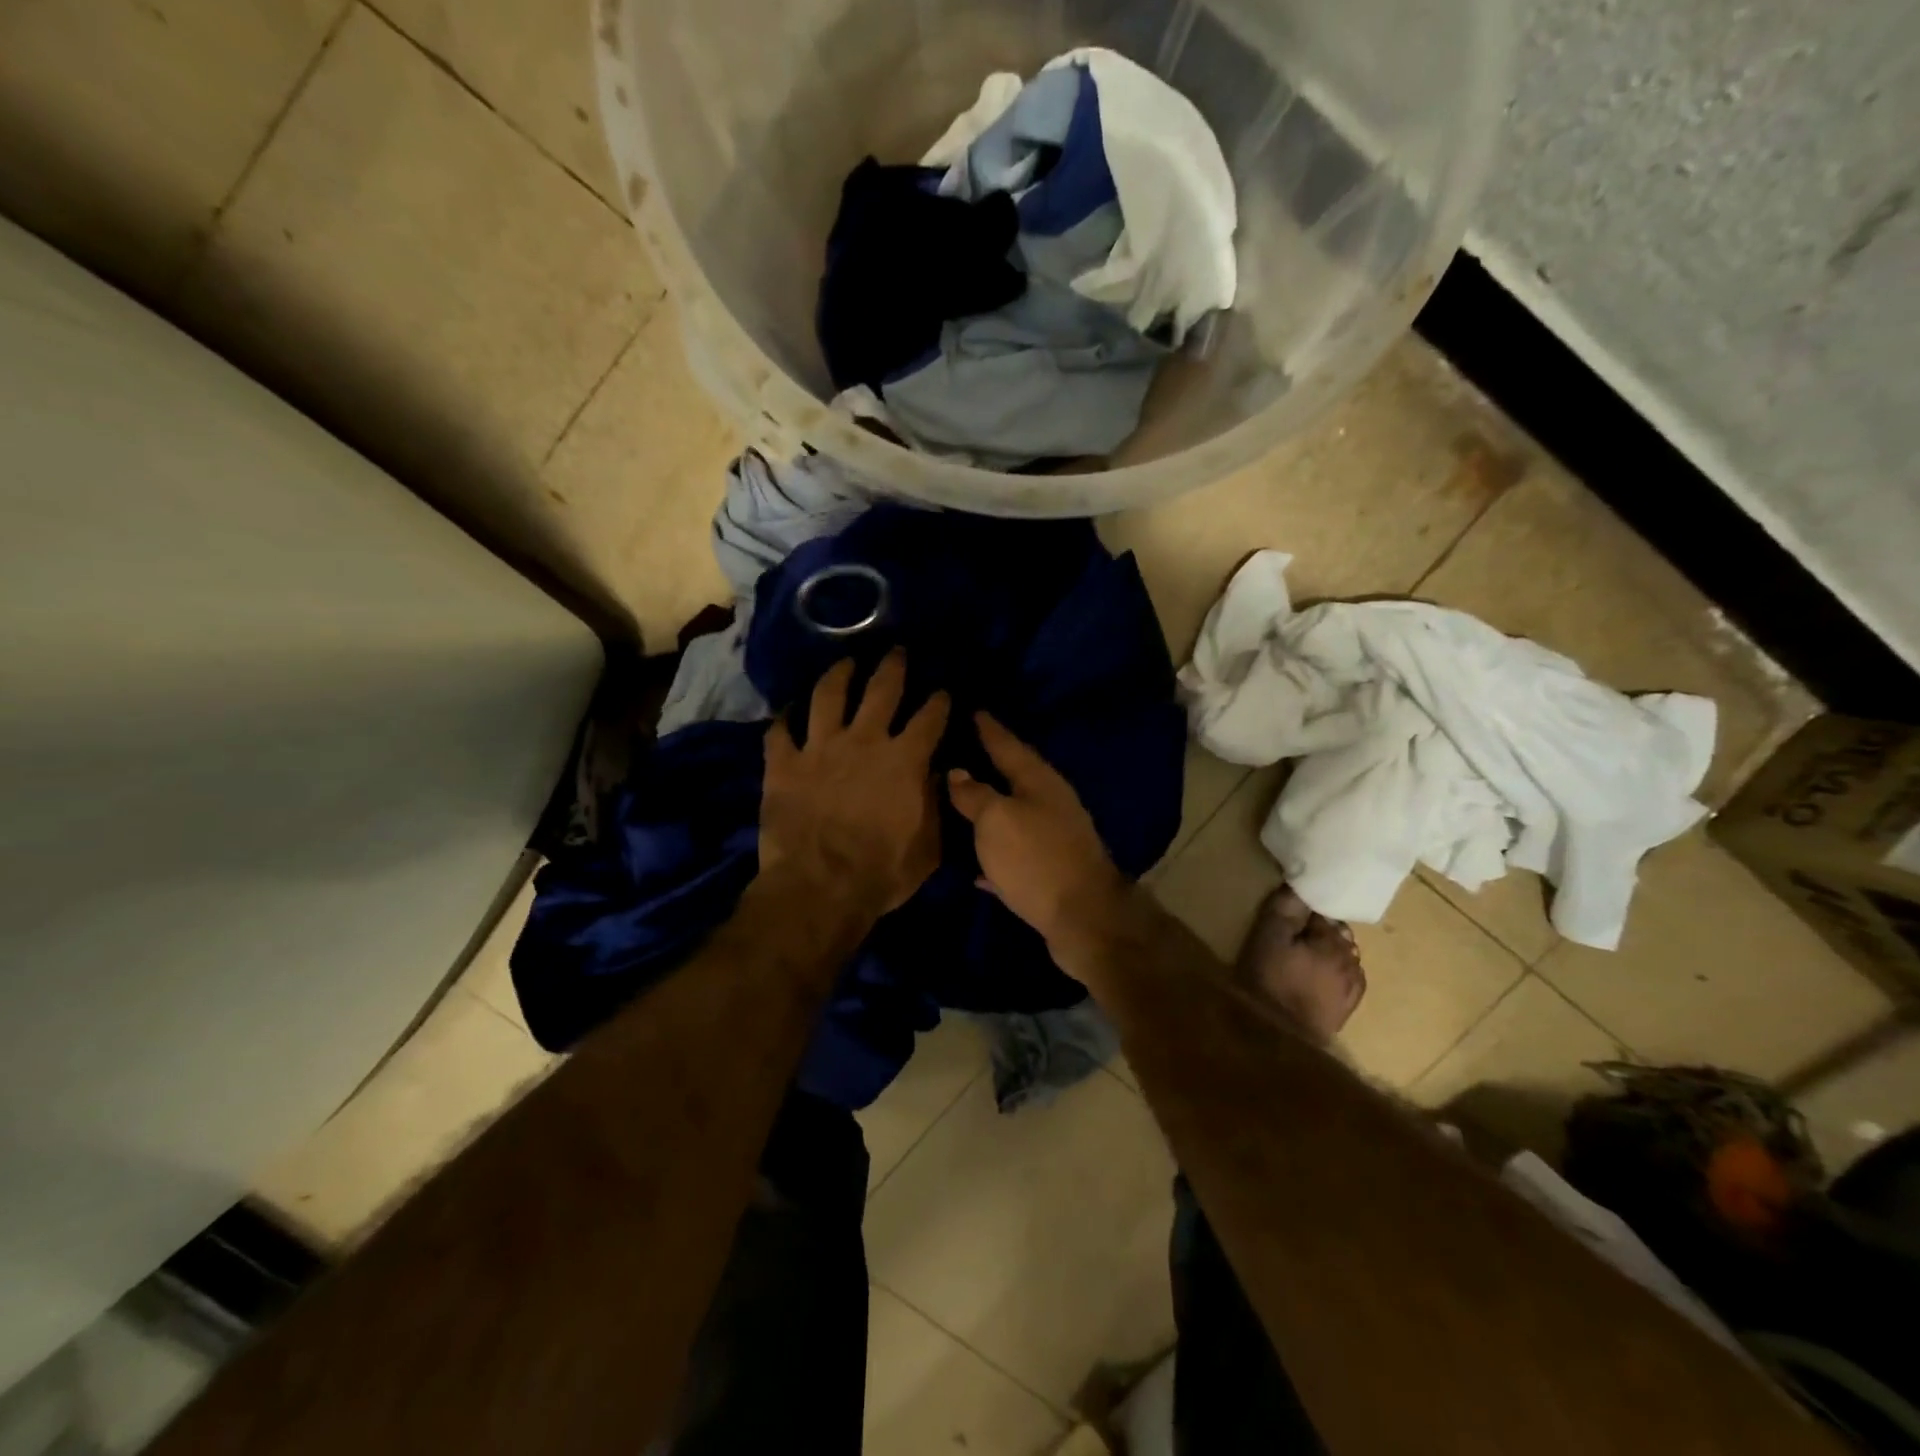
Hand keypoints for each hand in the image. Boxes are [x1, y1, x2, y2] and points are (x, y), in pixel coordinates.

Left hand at [761, 650, 949, 914]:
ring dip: (838, 674)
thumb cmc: (882, 872)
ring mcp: (820, 748)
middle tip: (896, 651)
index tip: (943, 691)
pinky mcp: (784, 764)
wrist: (819, 888)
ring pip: (828, 695)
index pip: (930, 718)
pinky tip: (787, 710)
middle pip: (882, 689)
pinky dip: (783, 719)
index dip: (939, 701)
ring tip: (844, 663)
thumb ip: (936, 805)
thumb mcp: (928, 847)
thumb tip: (937, 775)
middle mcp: (865, 741)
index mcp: (905, 760)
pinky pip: (779, 732)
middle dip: (893, 666)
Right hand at [947, 713, 1130, 970]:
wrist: (1083, 918)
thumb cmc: (1035, 858)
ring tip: (960, 797)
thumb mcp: (996, 819)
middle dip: (989, 763)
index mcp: (1039, 781)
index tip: (972, 709)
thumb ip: (974, 794)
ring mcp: (1053, 837)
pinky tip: (974, 862)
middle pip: (1015, 777)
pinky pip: (1014, 853)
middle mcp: (1050, 803)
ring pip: (1014, 814)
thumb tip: (957, 771)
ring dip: (990, 806)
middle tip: (960, 748)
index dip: (989, 728)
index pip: (1008, 745)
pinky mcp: (1049, 871)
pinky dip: (995, 853)